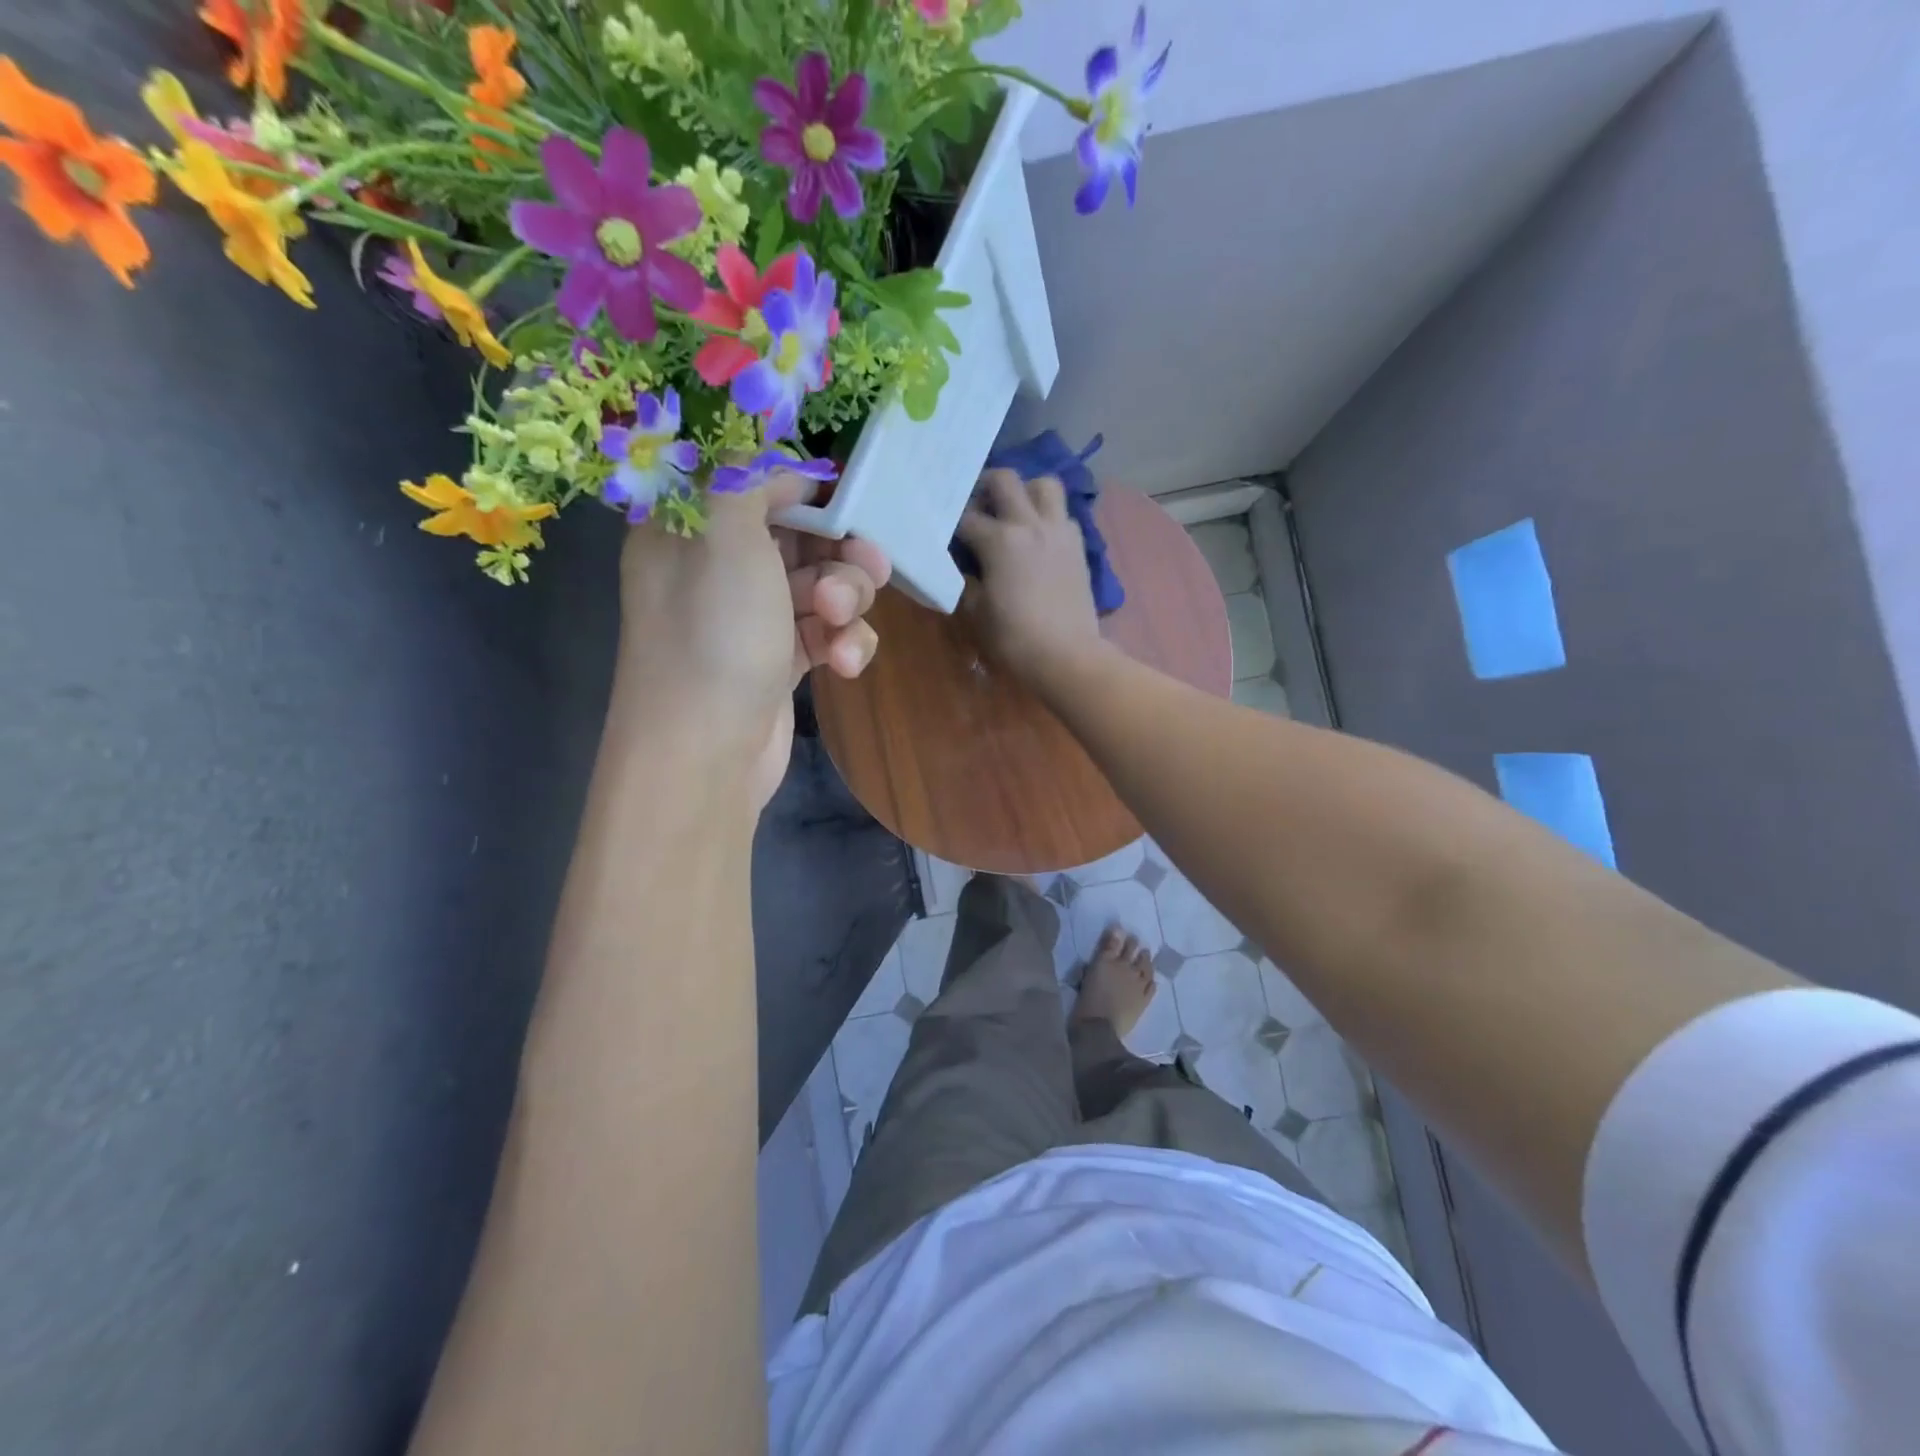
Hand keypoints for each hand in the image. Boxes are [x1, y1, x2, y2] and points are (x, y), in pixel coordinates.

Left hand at [614, 472, 889, 807]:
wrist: (705, 753)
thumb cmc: (713, 634)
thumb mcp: (726, 535)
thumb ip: (750, 480)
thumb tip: (780, 469)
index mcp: (690, 528)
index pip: (752, 484)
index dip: (802, 489)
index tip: (843, 502)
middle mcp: (718, 569)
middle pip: (799, 537)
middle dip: (840, 552)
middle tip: (871, 566)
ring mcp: (750, 619)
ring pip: (820, 587)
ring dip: (846, 601)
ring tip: (841, 622)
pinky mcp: (779, 662)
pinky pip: (824, 633)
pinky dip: (843, 643)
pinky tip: (844, 664)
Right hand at [956, 469, 1107, 690]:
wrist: (1067, 655)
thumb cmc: (1014, 637)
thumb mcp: (975, 612)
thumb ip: (965, 581)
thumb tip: (963, 567)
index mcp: (999, 540)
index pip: (965, 517)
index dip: (950, 523)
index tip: (945, 532)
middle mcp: (1030, 524)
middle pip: (1004, 480)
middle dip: (985, 487)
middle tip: (978, 506)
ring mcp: (1058, 531)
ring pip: (1044, 484)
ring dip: (1026, 491)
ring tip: (1015, 512)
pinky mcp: (1078, 545)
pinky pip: (1063, 514)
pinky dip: (1049, 516)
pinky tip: (1039, 538)